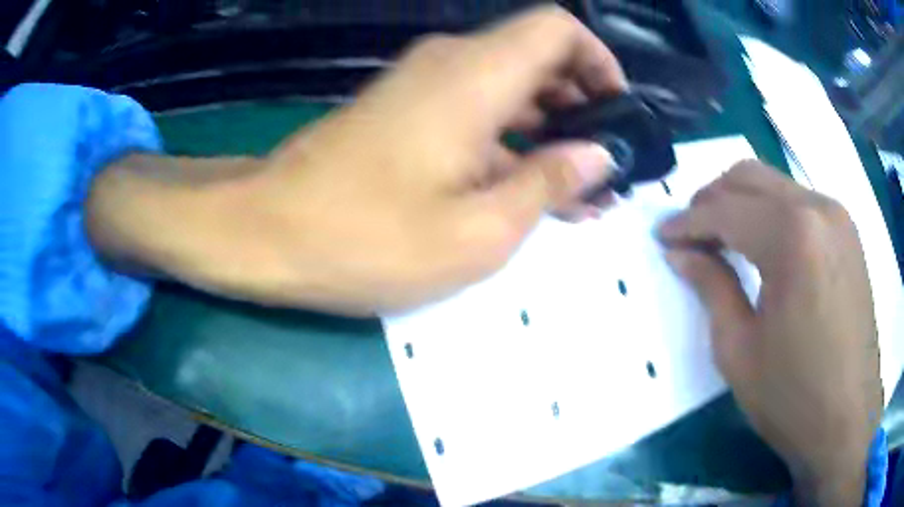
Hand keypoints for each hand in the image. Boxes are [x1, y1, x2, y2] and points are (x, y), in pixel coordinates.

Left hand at [88, 6, 625, 314]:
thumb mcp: (478, 230)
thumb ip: (548, 183)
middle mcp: (450, 64)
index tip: (617, 112)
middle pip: (538, 58)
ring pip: (508, 88)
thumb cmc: (366, 239)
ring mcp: (420, 86)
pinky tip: (524, 191)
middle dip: (582, 107)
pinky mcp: (402, 112)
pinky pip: (474, 111)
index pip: (558, 28)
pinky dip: (509, 142)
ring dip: (548, 132)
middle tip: (604, 170)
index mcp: (476, 76)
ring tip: (577, 195)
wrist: (266, 233)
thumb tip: (597, 155)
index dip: (598, 60)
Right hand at [659, 161, 882, 506]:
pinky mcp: (848, 233)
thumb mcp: (739, 350)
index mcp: (792, 235)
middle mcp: (818, 207)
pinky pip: (800, 203)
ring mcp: (838, 217)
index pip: (725, 210)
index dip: (687, 223)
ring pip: (776, 184)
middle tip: (690, 234)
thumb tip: (680, 253)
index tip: (662, 237)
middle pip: (750, 176)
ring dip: (743, 203)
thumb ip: (711, 288)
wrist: (847, 420)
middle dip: (712, 199)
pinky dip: (773, 214)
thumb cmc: (792, 396)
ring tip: (723, 239)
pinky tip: (765, 247)